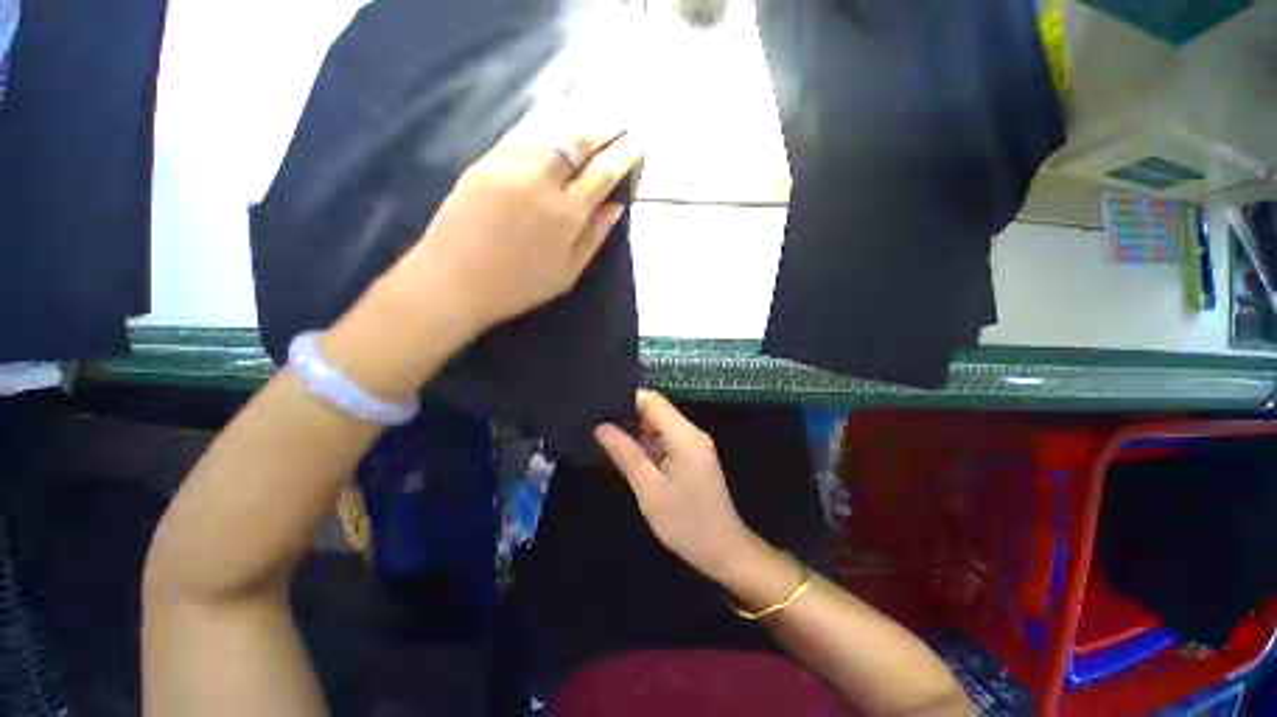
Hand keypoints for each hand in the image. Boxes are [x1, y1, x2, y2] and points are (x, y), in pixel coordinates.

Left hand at [382, 104, 643, 332]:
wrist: (455, 280)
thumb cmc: (519, 285)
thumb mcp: (568, 272)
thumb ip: (594, 237)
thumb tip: (616, 207)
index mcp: (567, 214)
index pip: (603, 173)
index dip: (623, 155)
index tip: (636, 143)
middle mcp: (543, 181)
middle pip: (579, 140)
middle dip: (604, 127)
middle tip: (618, 122)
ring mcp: (511, 166)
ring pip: (550, 128)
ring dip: (576, 118)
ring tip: (592, 115)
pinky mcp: (485, 161)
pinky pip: (520, 131)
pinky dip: (543, 121)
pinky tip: (553, 117)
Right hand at [595, 391, 755, 582]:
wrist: (724, 552)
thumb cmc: (686, 524)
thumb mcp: (649, 490)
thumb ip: (626, 454)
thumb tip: (601, 427)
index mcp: (685, 437)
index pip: (653, 401)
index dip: (627, 400)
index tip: (600, 408)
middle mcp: (692, 433)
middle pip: (656, 411)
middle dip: (629, 418)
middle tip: (598, 429)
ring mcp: (694, 445)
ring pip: (659, 426)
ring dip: (637, 434)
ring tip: (608, 442)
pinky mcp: (693, 456)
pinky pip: (666, 441)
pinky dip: (648, 446)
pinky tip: (630, 457)